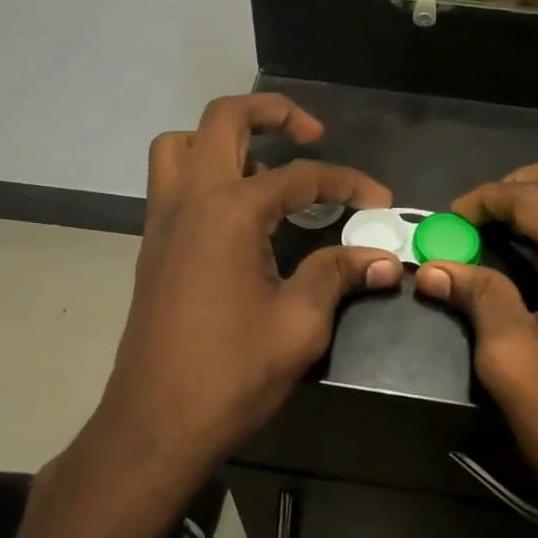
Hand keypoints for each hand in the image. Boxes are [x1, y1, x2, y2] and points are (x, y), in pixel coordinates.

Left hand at [97, 95, 402, 478]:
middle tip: (312, 134)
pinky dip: (206, 173)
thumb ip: (338, 275)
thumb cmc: (231, 373)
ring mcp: (163, 219)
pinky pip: (173, 181)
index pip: (300, 176)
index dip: (347, 183)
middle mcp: (190, 199)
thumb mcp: (299, 324)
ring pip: (182, 144)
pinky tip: (242, 217)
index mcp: (230, 211)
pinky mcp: (153, 245)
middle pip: (224, 119)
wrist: (155, 423)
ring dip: (225, 140)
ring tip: (266, 171)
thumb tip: (384, 259)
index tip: (379, 201)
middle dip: (273, 113)